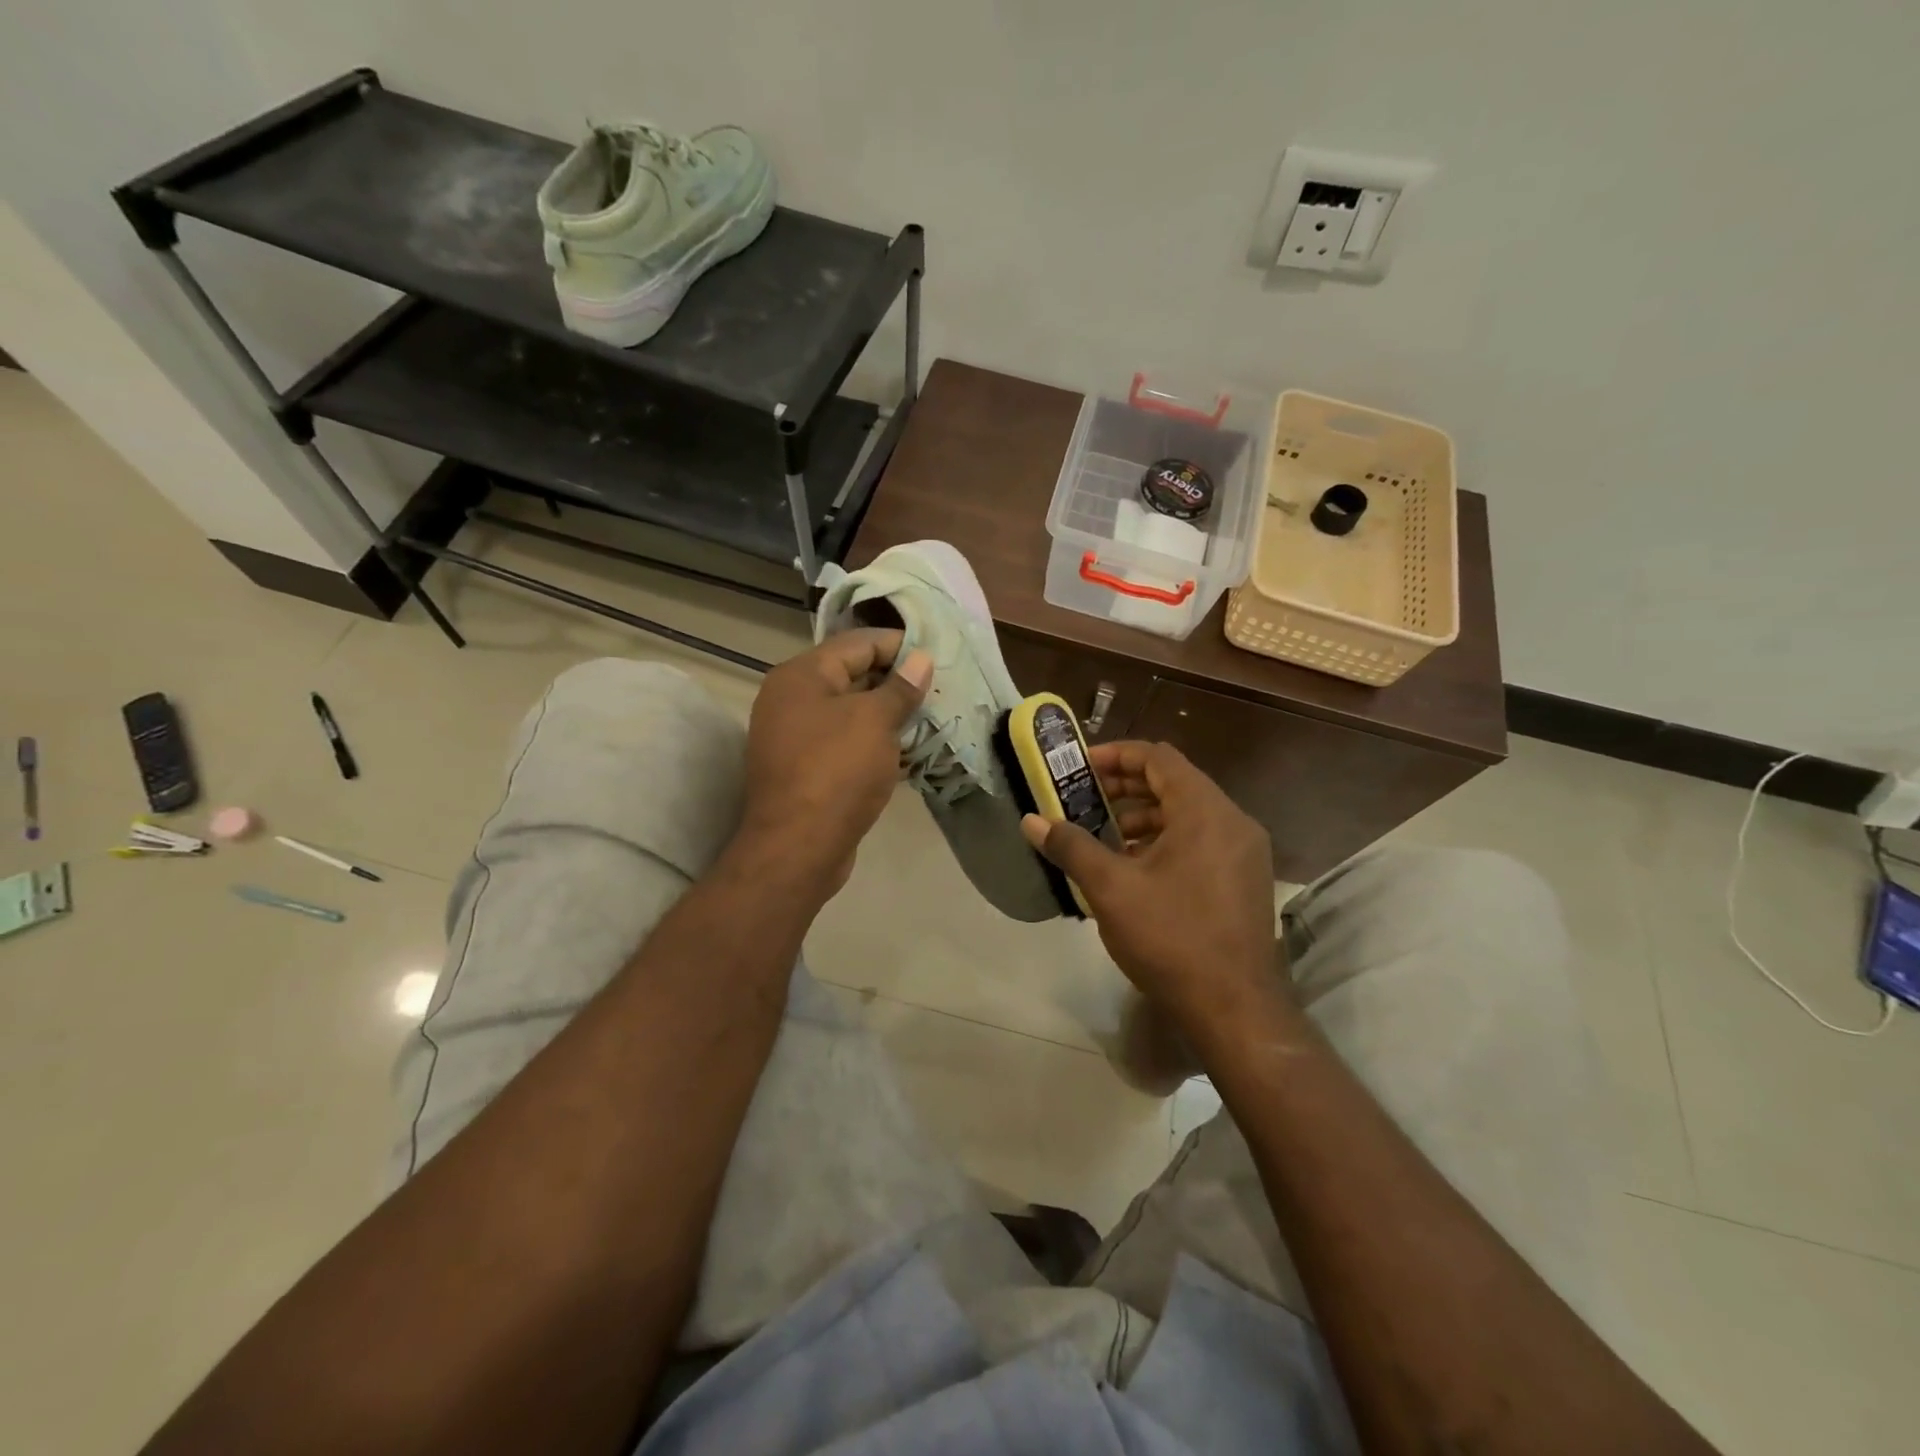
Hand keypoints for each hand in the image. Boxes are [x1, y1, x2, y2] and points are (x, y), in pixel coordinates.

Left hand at [740, 628, 930, 894]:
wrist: (798, 848)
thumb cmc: (836, 772)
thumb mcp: (875, 722)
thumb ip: (900, 687)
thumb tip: (920, 659)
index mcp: (802, 675)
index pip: (857, 643)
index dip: (898, 645)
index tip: (937, 654)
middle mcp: (792, 699)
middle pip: (852, 675)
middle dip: (896, 680)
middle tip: (939, 687)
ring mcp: (796, 736)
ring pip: (851, 712)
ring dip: (888, 714)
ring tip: (931, 717)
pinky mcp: (806, 768)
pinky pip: (846, 742)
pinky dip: (875, 742)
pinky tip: (908, 751)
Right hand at [1021, 741, 1280, 1031]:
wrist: (1235, 1009)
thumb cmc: (1171, 938)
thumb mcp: (1111, 889)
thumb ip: (1071, 847)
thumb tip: (1031, 821)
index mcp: (1204, 811)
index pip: (1158, 757)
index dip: (1116, 755)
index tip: (1080, 768)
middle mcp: (1232, 821)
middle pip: (1174, 782)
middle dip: (1126, 787)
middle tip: (1085, 798)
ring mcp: (1245, 852)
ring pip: (1189, 814)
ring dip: (1144, 816)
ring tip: (1104, 837)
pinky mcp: (1245, 880)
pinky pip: (1202, 840)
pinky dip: (1166, 841)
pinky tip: (1135, 869)